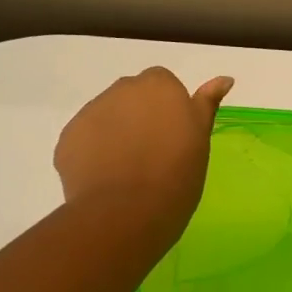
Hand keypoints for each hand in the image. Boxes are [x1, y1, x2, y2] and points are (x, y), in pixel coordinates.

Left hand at [53, 67, 232, 241]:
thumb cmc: (177, 175)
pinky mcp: (67, 138)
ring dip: (116, 132)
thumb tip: (225, 78)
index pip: (163, 83)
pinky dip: (94, 152)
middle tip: (154, 152)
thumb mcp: (201, 139)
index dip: (169, 108)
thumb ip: (207, 104)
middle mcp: (122, 90)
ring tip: (128, 169)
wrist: (127, 212)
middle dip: (140, 116)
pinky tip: (106, 178)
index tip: (175, 135)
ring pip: (106, 116)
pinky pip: (85, 139)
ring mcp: (90, 112)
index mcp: (159, 86)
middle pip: (132, 96)